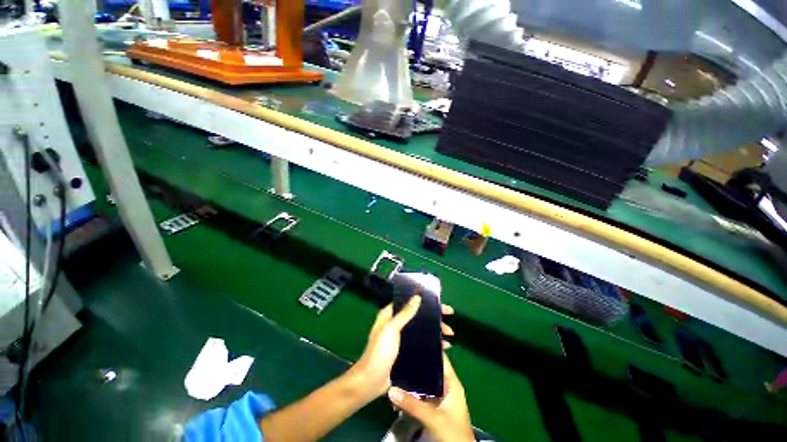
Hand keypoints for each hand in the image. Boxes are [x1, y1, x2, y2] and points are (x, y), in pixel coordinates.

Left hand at [352, 296, 454, 397]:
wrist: (372, 381)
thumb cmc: (380, 351)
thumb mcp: (391, 329)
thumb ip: (405, 313)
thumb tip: (417, 297)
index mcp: (391, 314)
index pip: (410, 302)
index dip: (424, 301)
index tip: (438, 302)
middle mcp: (397, 323)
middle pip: (419, 315)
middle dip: (434, 316)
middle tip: (449, 316)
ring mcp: (403, 338)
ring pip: (423, 329)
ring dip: (436, 330)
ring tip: (450, 334)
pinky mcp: (408, 351)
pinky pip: (423, 343)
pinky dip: (433, 343)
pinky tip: (445, 346)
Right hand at [387, 354, 473, 441]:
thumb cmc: (453, 434)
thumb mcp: (434, 418)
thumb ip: (413, 404)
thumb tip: (391, 390)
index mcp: (451, 382)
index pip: (440, 358)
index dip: (429, 348)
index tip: (413, 339)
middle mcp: (445, 386)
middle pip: (429, 369)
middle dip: (415, 364)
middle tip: (399, 355)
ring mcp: (439, 398)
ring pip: (423, 383)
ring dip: (411, 381)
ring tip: (395, 370)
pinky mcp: (433, 408)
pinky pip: (420, 396)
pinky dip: (411, 394)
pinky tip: (399, 391)